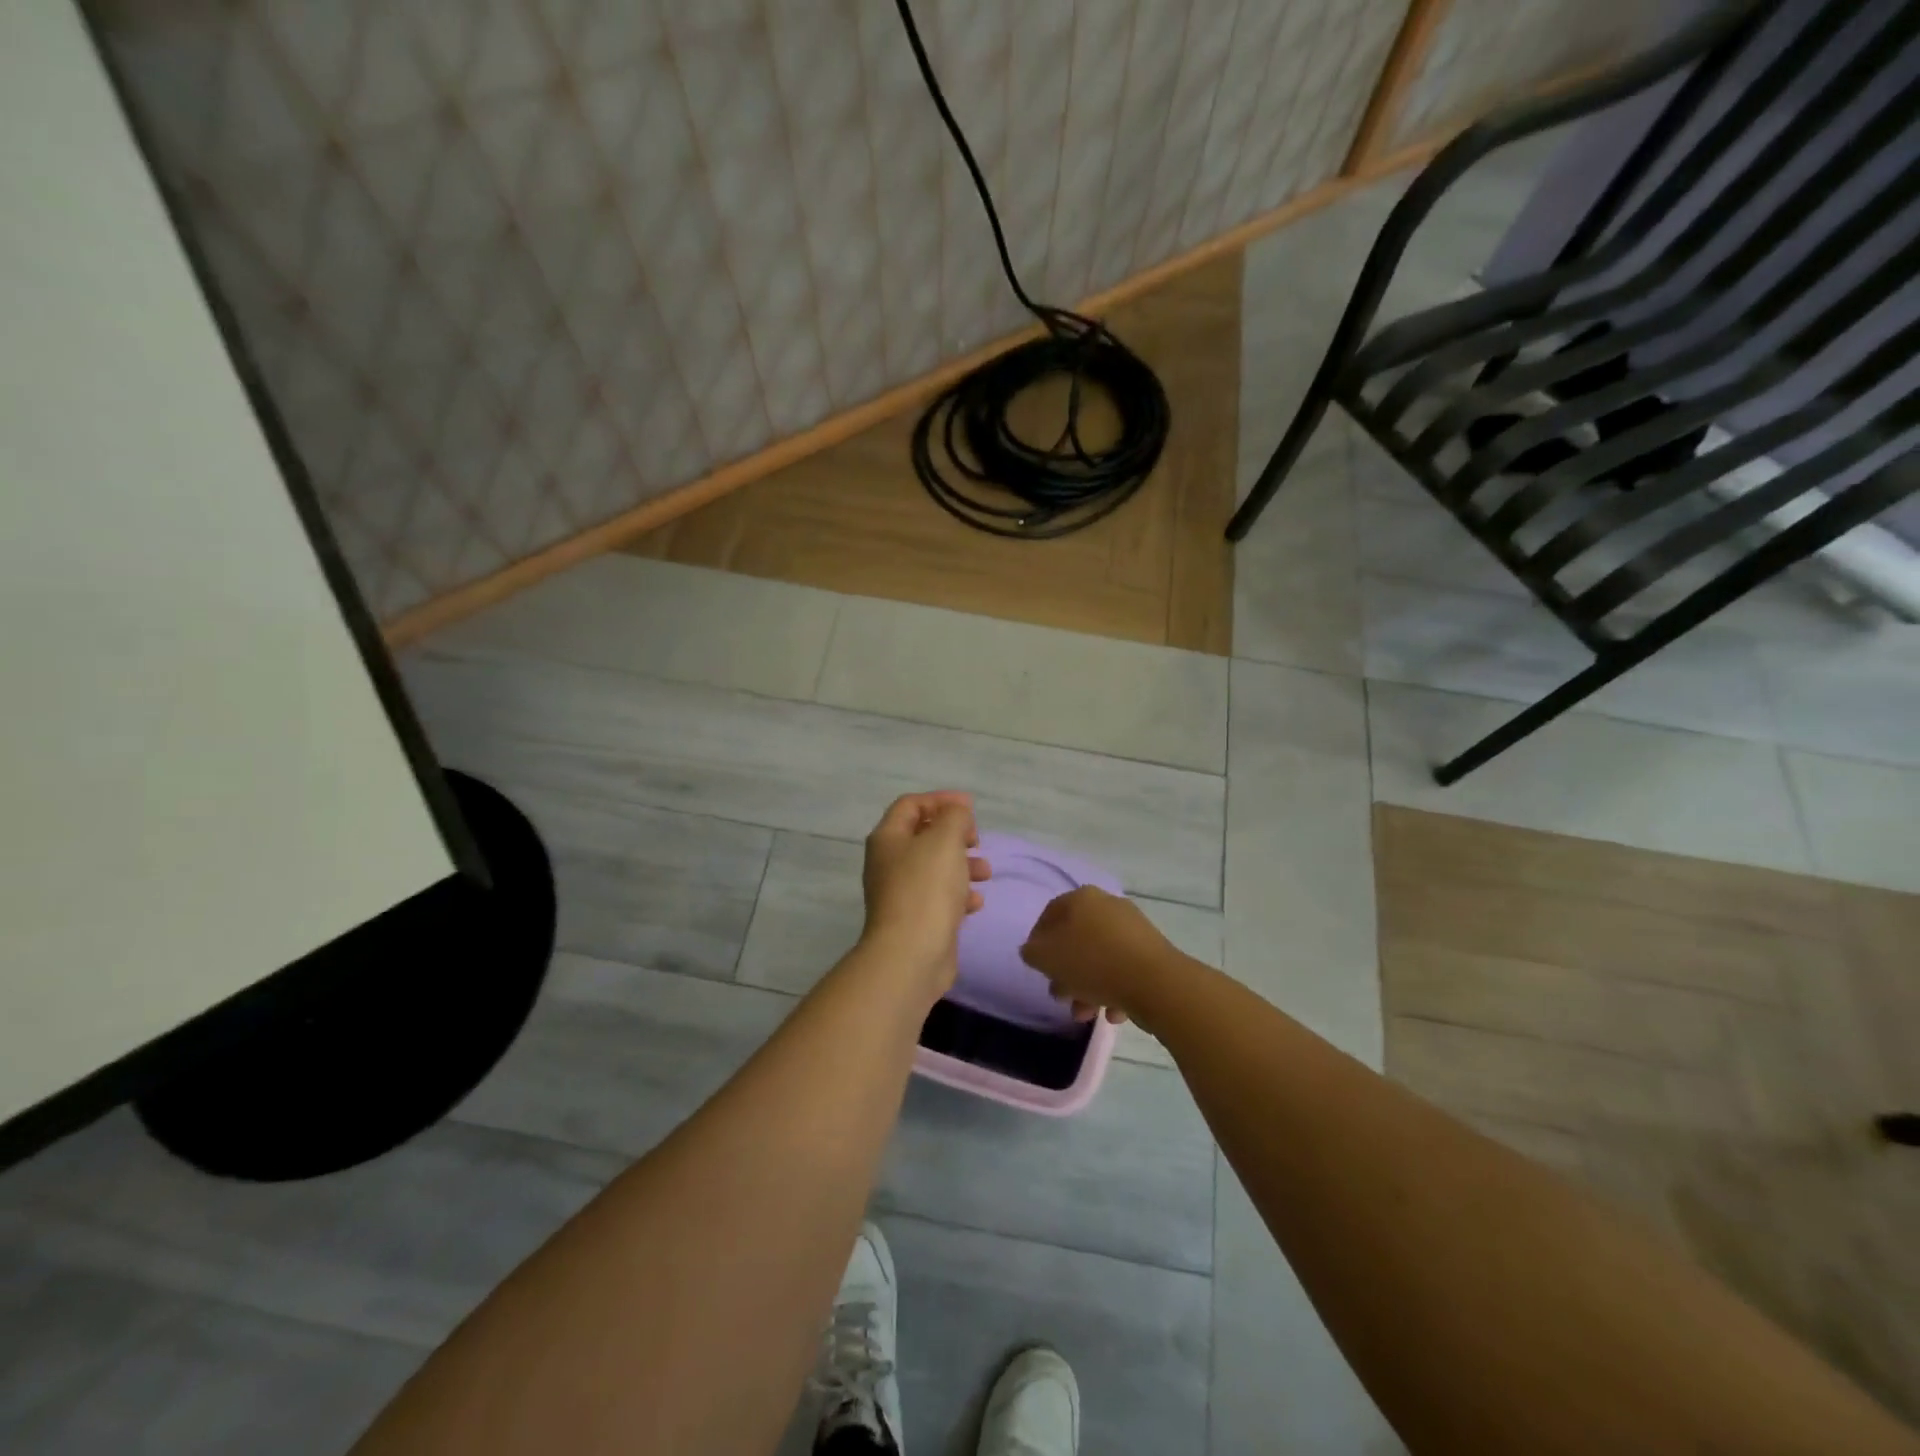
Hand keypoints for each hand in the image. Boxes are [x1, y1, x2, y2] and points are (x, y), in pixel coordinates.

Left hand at [860, 792, 991, 999]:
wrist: (911, 954)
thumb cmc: (926, 888)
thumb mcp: (945, 839)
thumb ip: (954, 817)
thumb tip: (957, 814)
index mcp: (888, 838)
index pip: (911, 805)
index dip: (940, 799)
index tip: (970, 807)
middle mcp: (888, 862)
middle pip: (923, 836)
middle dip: (954, 834)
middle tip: (976, 840)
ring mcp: (900, 893)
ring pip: (934, 867)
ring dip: (962, 864)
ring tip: (986, 872)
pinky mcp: (914, 919)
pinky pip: (939, 897)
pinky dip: (959, 894)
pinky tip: (976, 902)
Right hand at [1019, 886, 1182, 1025]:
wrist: (1156, 982)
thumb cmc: (1093, 964)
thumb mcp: (1047, 958)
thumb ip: (1032, 952)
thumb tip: (1034, 950)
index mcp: (1081, 899)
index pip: (1050, 915)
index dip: (1038, 941)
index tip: (1037, 968)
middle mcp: (1107, 905)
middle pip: (1076, 939)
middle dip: (1066, 972)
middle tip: (1061, 996)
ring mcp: (1133, 928)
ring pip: (1100, 958)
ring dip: (1087, 987)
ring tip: (1085, 1015)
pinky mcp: (1152, 952)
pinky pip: (1123, 969)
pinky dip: (1114, 990)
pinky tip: (1113, 1013)